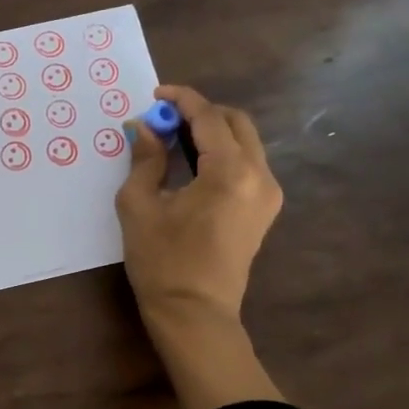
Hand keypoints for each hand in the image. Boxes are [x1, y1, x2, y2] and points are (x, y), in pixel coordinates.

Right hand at [116, 85, 284, 408]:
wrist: (194, 313)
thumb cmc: (161, 261)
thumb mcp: (140, 206)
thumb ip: (145, 160)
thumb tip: (144, 128)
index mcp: (230, 172)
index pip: (208, 118)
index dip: (182, 100)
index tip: (156, 94)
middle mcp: (259, 176)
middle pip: (235, 123)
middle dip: (200, 113)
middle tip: (164, 120)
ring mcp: (268, 194)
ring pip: (245, 142)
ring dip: (212, 132)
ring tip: (173, 140)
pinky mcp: (264, 209)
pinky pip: (247, 164)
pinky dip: (222, 153)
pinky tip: (192, 164)